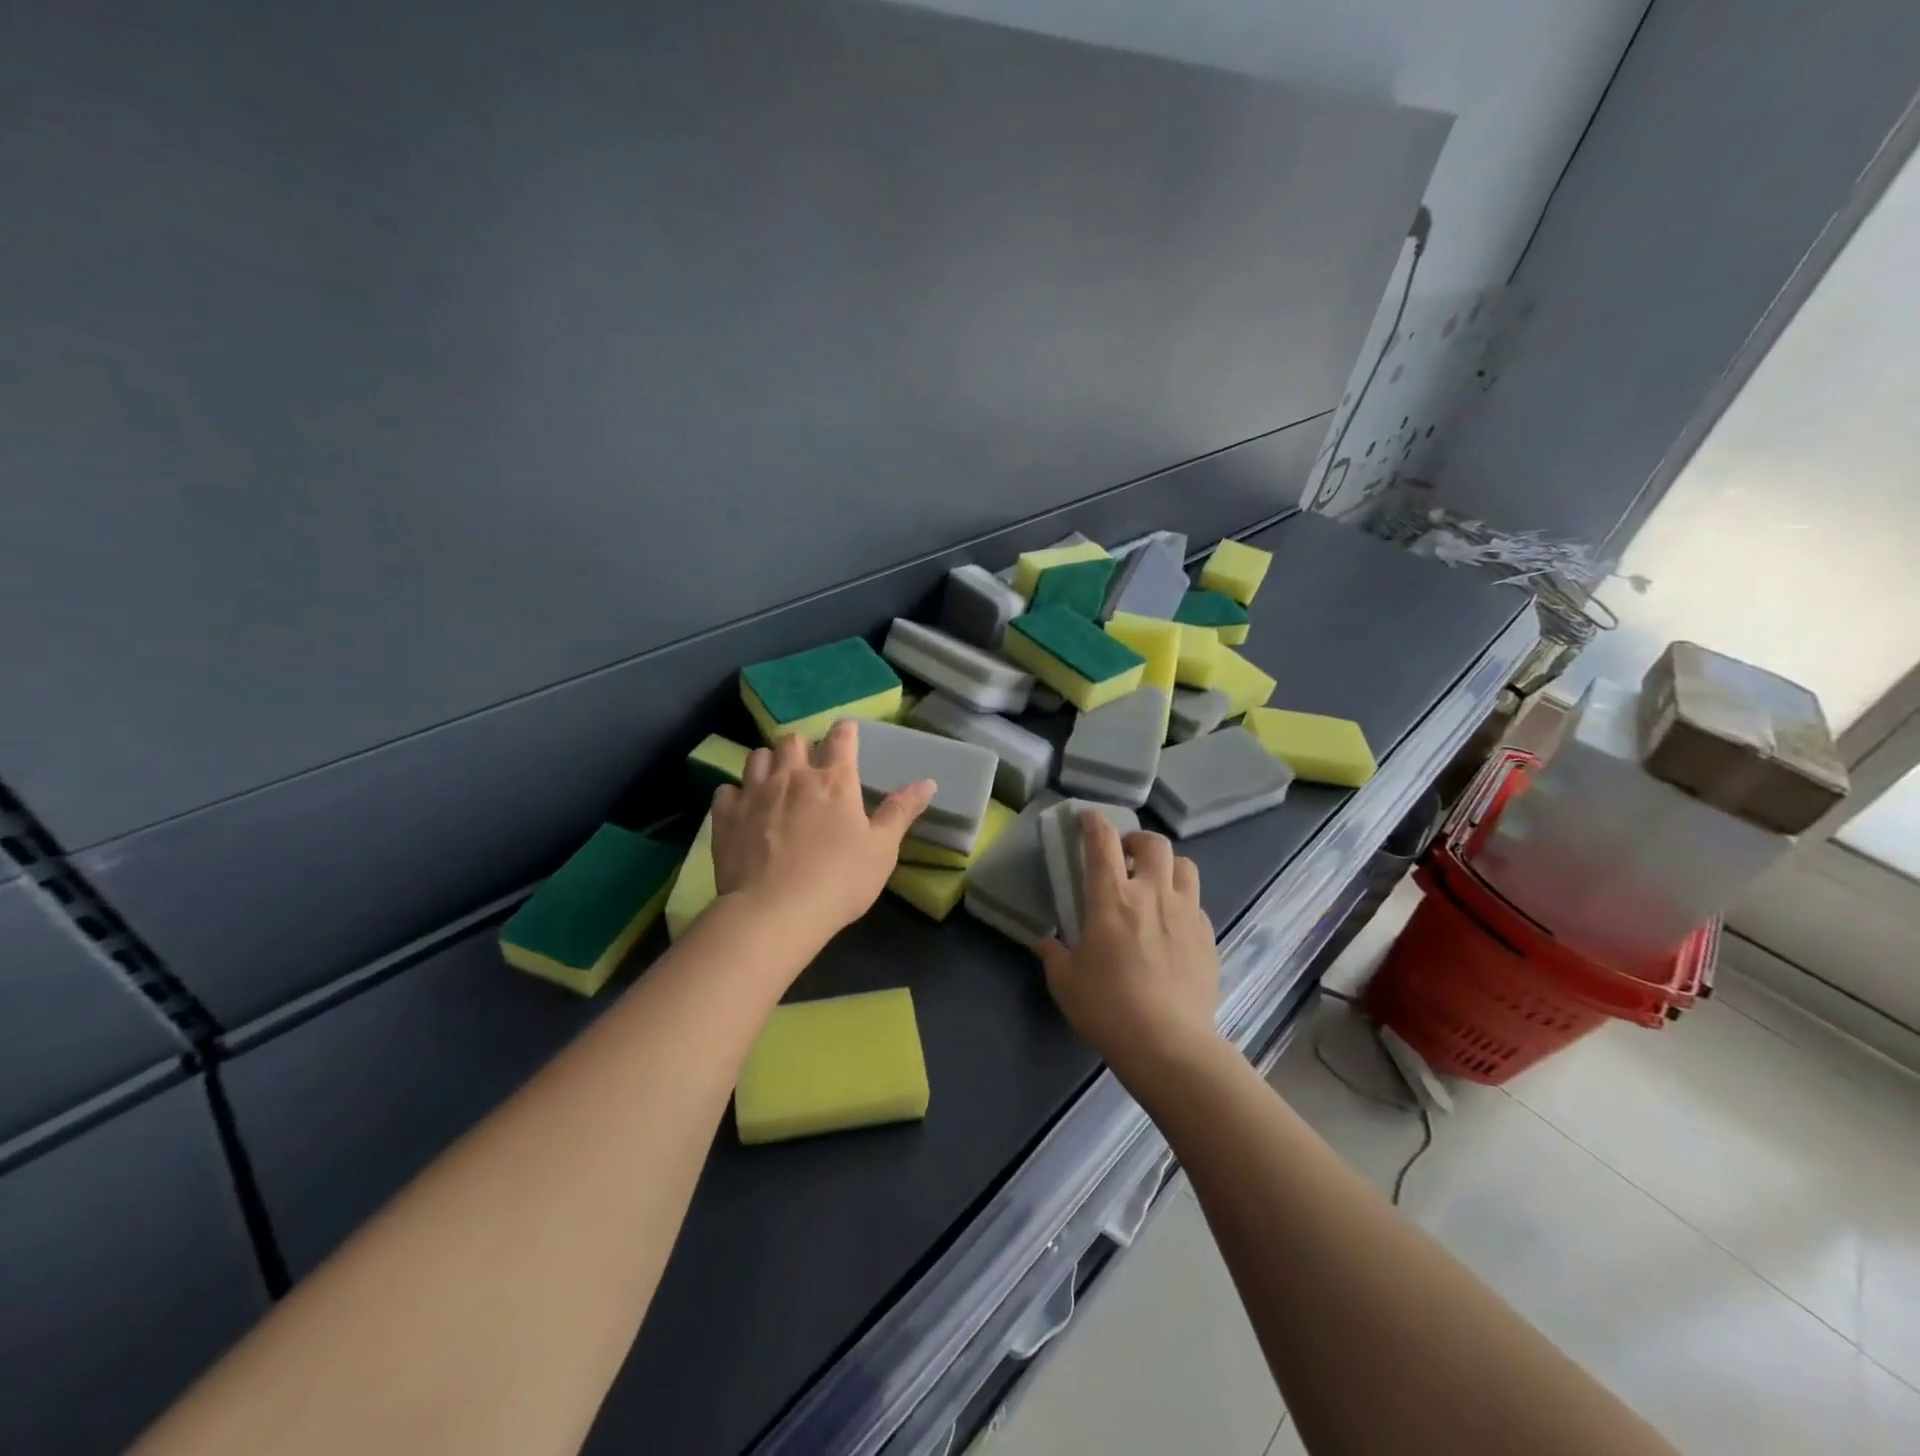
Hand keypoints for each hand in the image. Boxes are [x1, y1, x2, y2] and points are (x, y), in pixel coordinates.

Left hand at [711, 719, 934, 943]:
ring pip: (757, 756)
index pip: (841, 738)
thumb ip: (901, 812)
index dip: (846, 731)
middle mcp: (793, 776)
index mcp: (835, 781)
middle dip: (802, 747)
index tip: (847, 733)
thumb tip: (928, 782)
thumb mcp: (882, 849)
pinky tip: (743, 809)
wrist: (775, 913)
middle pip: (793, 740)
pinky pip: (726, 790)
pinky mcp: (726, 816)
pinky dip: (736, 794)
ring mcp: (755, 793)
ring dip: (768, 763)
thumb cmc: (839, 881)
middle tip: (809, 766)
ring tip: (775, 781)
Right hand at [1036, 813, 1223, 1090]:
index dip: (1094, 822)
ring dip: (1168, 866)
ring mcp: (1186, 913)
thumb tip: (1044, 943)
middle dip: (1137, 839)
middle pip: (1154, 843)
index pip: (1102, 843)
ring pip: (1185, 866)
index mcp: (1112, 899)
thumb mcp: (1066, 982)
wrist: (1168, 1044)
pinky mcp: (1207, 936)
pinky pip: (1196, 904)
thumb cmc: (1107, 1008)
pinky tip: (1172, 925)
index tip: (1087, 817)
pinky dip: (1182, 902)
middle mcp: (1152, 894)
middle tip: (1125, 856)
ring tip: (1155, 883)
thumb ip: (1054, 954)